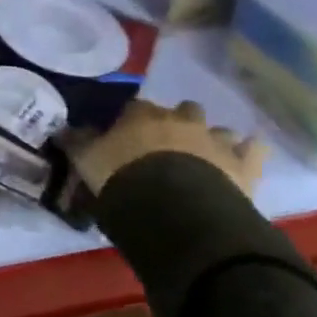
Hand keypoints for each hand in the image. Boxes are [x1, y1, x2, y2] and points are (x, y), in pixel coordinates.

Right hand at [71, 99, 266, 197]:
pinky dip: (251, 150)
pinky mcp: (243, 164)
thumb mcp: (87, 162)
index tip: (126, 136)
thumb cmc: (123, 179)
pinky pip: (254, 149)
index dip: (132, 121)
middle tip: (167, 147)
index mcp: (141, 115)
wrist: (174, 209)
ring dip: (212, 139)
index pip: (135, 107)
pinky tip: (249, 153)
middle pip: (182, 110)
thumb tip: (62, 129)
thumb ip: (76, 143)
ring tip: (206, 157)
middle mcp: (179, 119)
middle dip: (177, 123)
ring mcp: (214, 140)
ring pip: (217, 129)